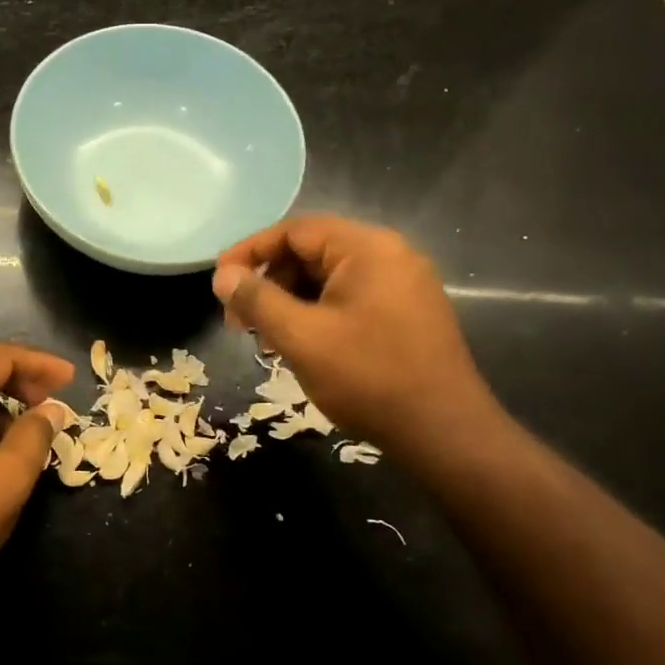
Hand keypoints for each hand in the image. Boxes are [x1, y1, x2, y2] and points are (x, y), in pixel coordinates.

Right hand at [212, 216, 505, 462]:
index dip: (250, 251)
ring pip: (329, 279)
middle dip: (269, 282)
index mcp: (367, 248)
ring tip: (266, 338)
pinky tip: (301, 344)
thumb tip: (223, 275)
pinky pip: (350, 298)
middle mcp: (389, 255)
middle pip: (312, 252)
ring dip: (290, 301)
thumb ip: (258, 300)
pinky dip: (318, 313)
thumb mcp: (302, 338)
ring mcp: (403, 284)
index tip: (219, 281)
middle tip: (239, 320)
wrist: (445, 433)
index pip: (295, 231)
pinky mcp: (408, 312)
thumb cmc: (369, 378)